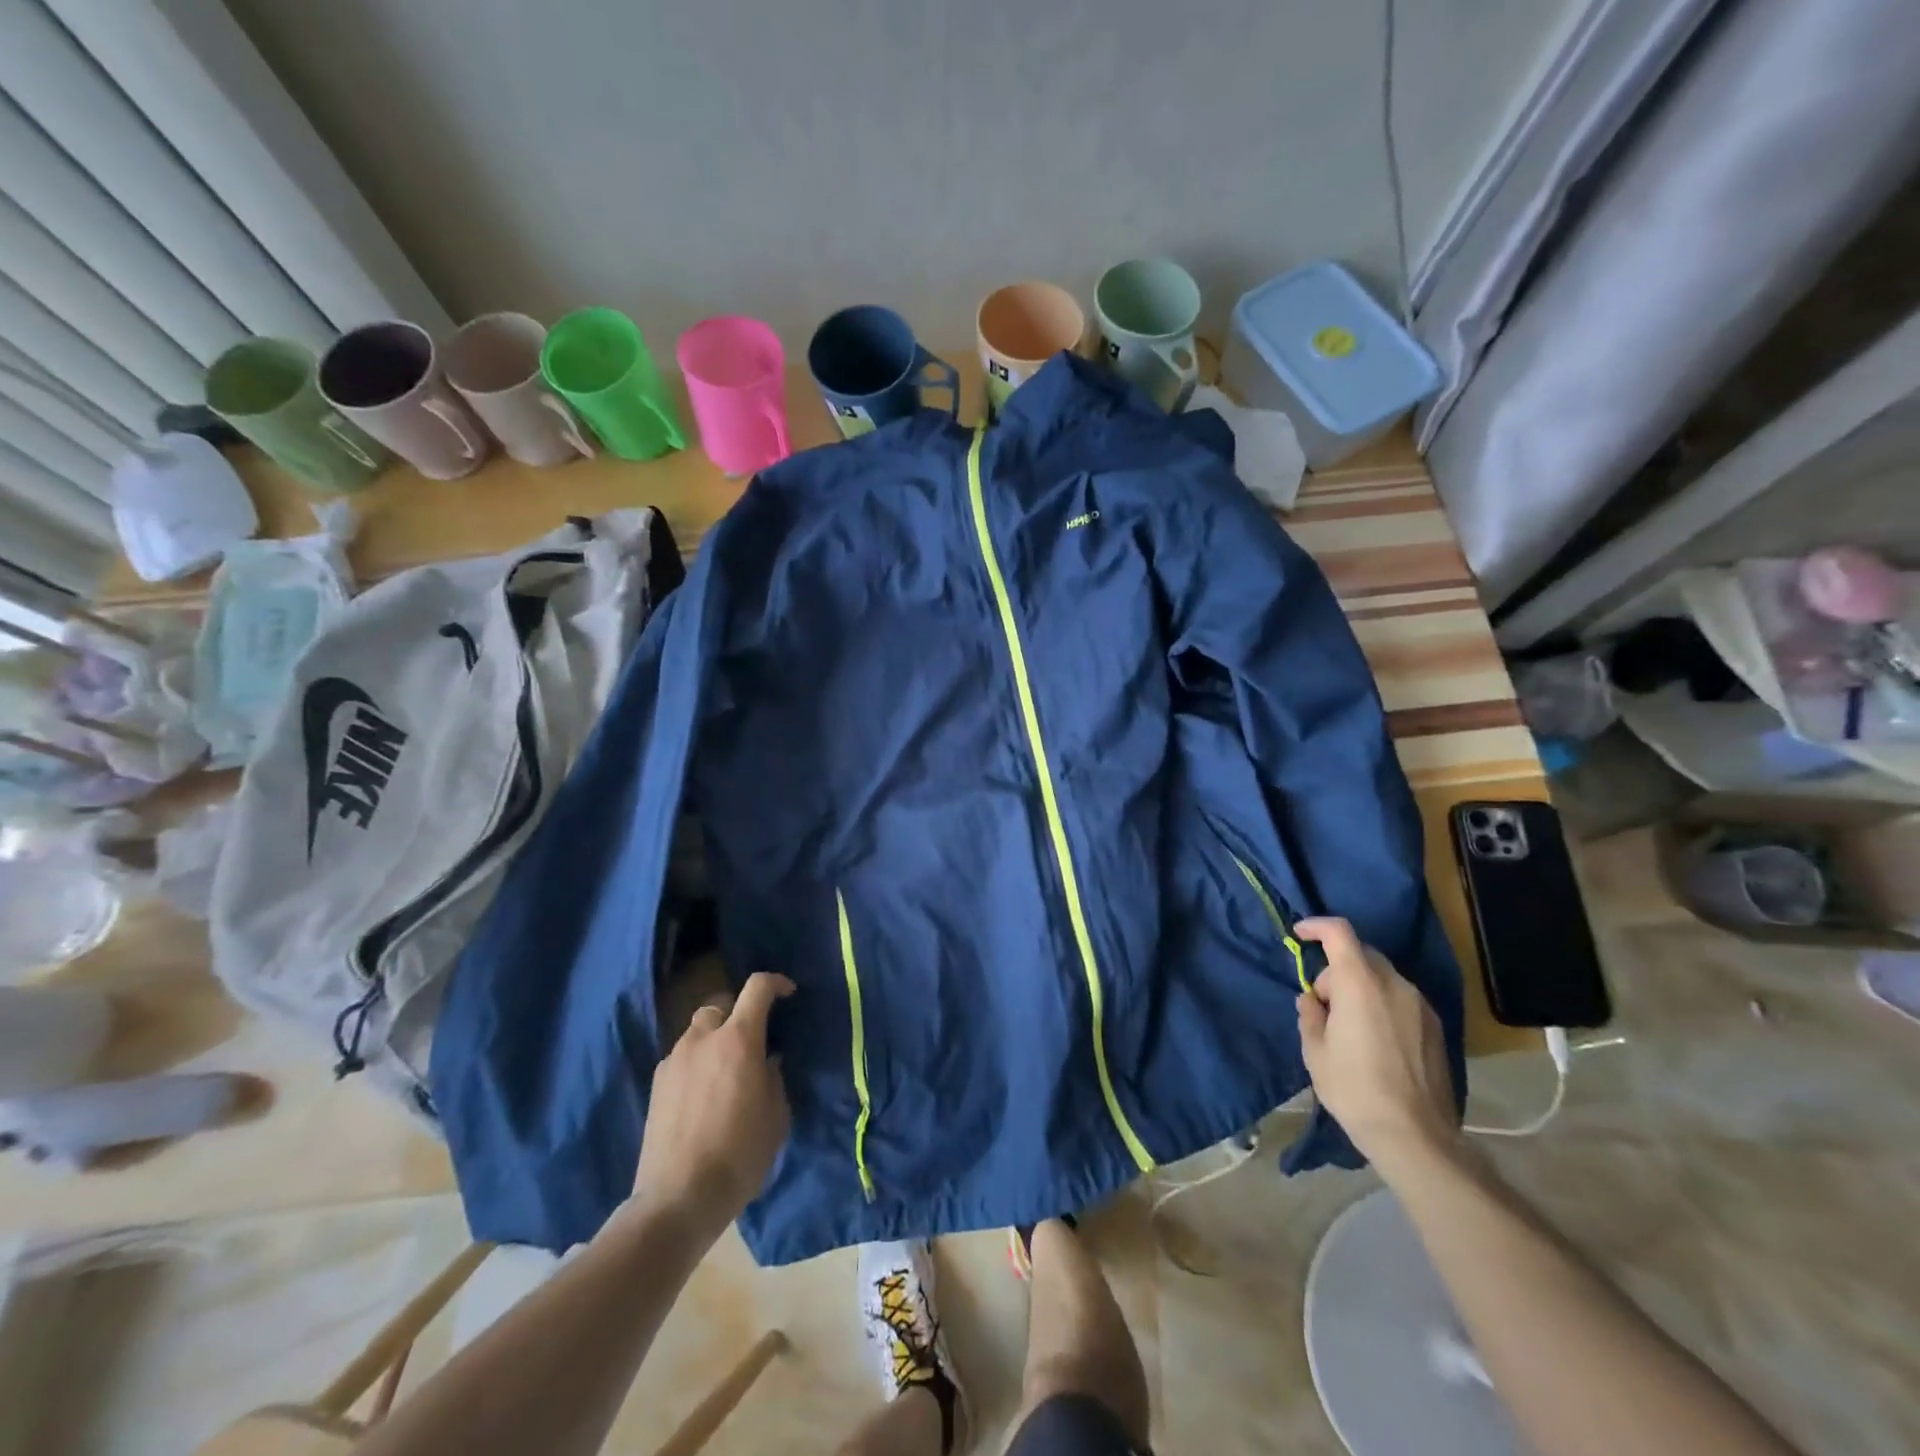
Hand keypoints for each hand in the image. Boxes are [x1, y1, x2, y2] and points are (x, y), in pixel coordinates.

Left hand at [628, 971, 794, 1241]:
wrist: (677, 1200)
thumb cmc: (739, 1155)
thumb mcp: (776, 1115)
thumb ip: (774, 1077)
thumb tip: (766, 1062)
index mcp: (738, 1039)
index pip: (757, 987)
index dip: (776, 983)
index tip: (788, 993)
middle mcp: (703, 1039)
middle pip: (721, 1003)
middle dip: (738, 1013)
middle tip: (753, 1039)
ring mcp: (674, 1061)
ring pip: (698, 1031)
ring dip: (715, 1039)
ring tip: (727, 1070)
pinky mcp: (656, 1085)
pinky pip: (683, 1058)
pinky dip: (697, 1063)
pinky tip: (704, 1095)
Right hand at [1295, 918, 1457, 1173]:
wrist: (1416, 1137)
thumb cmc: (1355, 1089)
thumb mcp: (1315, 1051)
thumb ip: (1310, 1014)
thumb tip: (1313, 1000)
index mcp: (1361, 984)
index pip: (1340, 933)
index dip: (1317, 927)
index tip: (1299, 935)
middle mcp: (1395, 985)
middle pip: (1362, 954)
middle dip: (1337, 969)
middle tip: (1323, 1004)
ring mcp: (1420, 1006)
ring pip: (1382, 977)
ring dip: (1360, 987)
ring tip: (1348, 1027)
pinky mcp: (1436, 1028)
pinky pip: (1400, 999)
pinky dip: (1381, 1004)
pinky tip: (1374, 1040)